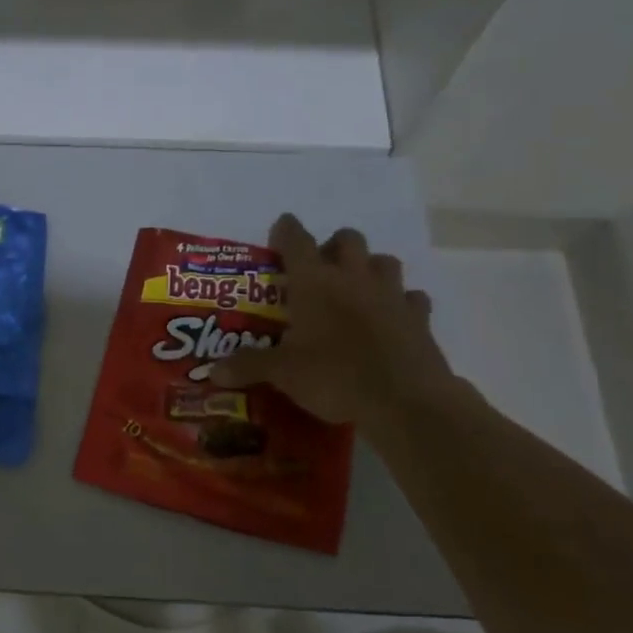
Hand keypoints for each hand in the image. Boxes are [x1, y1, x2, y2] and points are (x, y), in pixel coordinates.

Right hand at [210, 215, 462, 439]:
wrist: (405, 401)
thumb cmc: (334, 376)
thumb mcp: (283, 374)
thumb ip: (248, 366)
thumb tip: (213, 372)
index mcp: (314, 282)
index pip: (296, 239)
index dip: (285, 231)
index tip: (279, 233)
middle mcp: (353, 277)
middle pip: (347, 239)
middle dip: (333, 247)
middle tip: (319, 271)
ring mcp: (391, 294)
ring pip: (384, 261)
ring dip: (369, 268)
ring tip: (356, 291)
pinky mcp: (419, 317)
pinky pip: (412, 298)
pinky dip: (401, 303)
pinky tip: (391, 319)